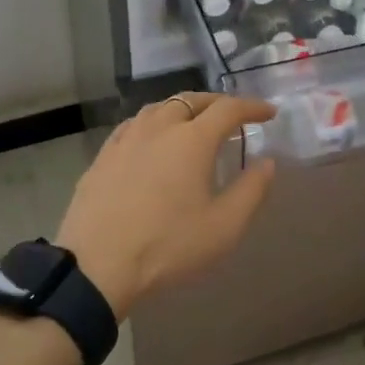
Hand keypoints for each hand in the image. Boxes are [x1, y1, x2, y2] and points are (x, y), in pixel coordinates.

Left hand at [55, 93, 276, 318]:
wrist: (96, 264)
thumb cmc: (167, 246)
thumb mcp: (223, 227)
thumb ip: (251, 191)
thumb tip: (266, 162)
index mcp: (192, 139)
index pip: (228, 109)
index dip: (252, 107)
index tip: (268, 112)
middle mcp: (159, 127)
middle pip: (192, 100)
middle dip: (217, 103)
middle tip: (233, 116)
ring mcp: (126, 138)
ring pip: (160, 108)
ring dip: (183, 109)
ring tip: (193, 123)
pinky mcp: (103, 155)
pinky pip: (134, 125)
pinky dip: (153, 123)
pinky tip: (151, 139)